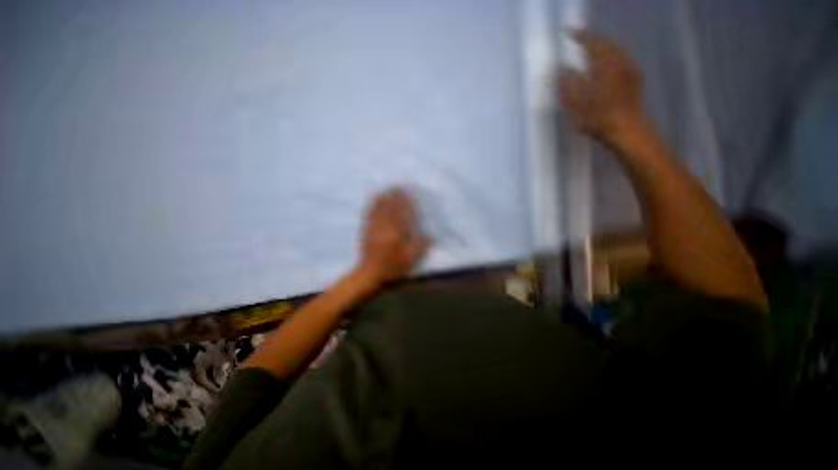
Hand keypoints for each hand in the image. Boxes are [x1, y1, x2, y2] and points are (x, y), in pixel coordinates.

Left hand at [358, 188, 429, 285]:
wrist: (369, 275)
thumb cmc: (392, 268)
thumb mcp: (410, 260)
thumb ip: (420, 246)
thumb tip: (429, 235)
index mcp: (396, 232)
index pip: (402, 211)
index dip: (405, 201)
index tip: (408, 192)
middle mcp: (384, 226)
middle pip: (389, 206)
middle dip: (393, 195)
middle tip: (398, 186)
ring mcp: (373, 227)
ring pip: (378, 207)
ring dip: (383, 197)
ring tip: (387, 189)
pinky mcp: (366, 230)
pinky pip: (369, 213)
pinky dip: (373, 205)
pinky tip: (374, 201)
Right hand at [559, 31, 644, 143]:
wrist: (631, 135)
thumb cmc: (601, 117)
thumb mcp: (575, 100)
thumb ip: (566, 80)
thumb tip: (561, 69)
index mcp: (602, 60)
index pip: (589, 40)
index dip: (578, 35)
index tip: (568, 33)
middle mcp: (617, 61)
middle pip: (605, 43)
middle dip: (594, 40)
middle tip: (583, 40)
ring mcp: (630, 72)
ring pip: (616, 52)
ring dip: (606, 49)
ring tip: (597, 52)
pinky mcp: (637, 85)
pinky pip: (625, 63)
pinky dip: (617, 60)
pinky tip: (613, 67)